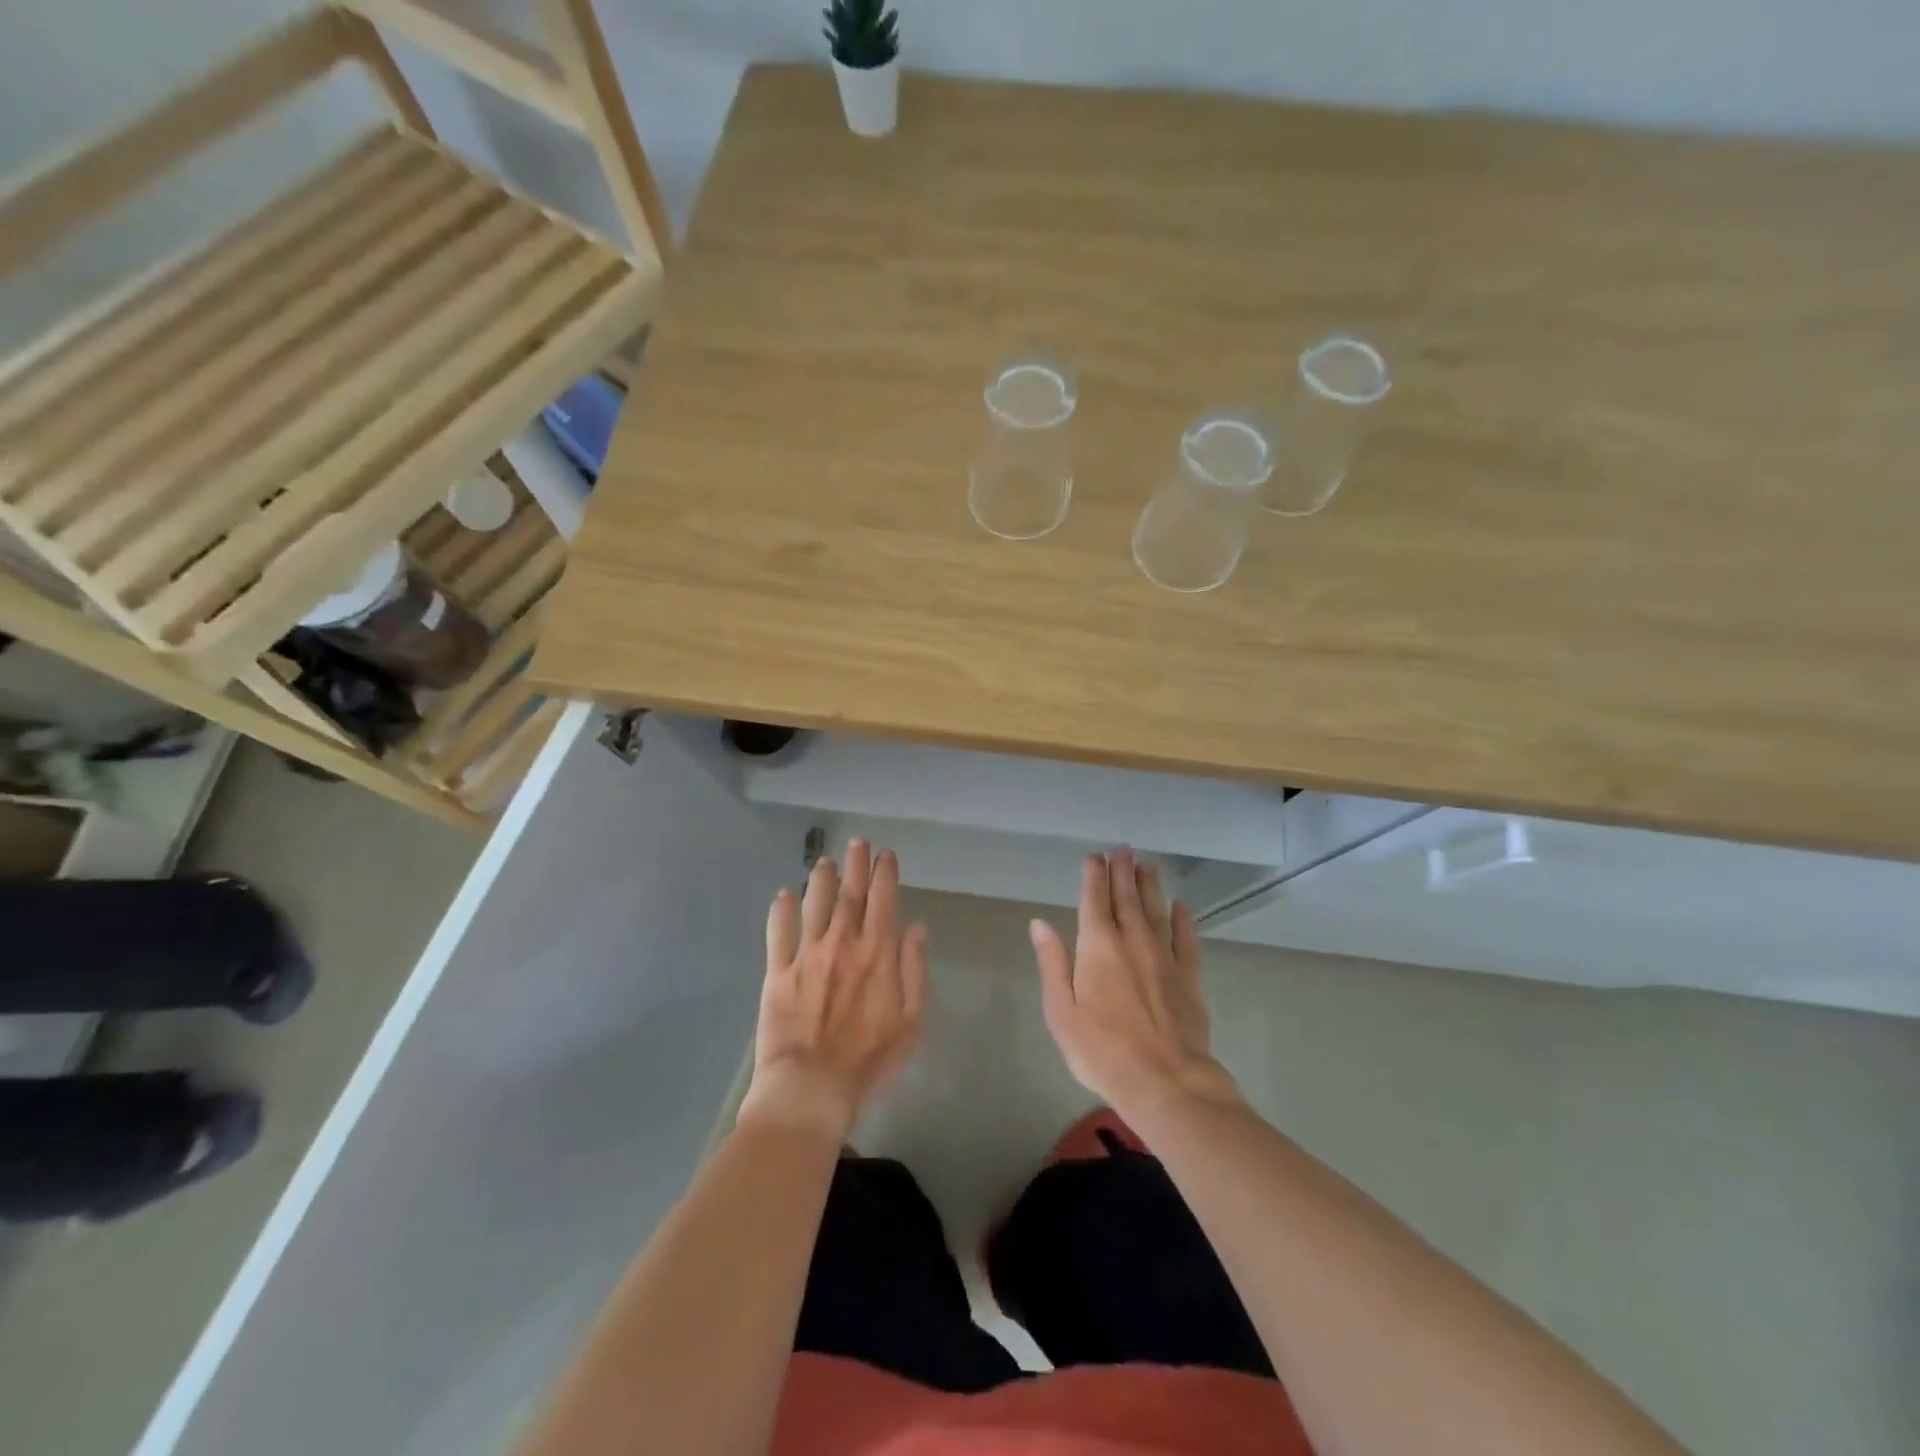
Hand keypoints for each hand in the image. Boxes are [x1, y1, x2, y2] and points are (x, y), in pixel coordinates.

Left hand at [738, 839, 927, 1141]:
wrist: (811, 1086)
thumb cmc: (869, 1059)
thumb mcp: (911, 1021)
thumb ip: (914, 970)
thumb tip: (916, 929)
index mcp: (877, 953)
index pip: (884, 901)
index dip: (885, 873)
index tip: (885, 854)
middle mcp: (842, 943)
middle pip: (850, 893)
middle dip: (855, 864)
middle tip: (856, 842)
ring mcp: (807, 954)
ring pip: (814, 903)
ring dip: (820, 879)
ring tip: (824, 862)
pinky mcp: (778, 971)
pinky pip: (778, 932)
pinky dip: (781, 910)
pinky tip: (783, 895)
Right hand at [1030, 849, 1242, 1119]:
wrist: (1166, 1082)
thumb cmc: (1102, 1050)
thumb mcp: (1062, 1011)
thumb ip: (1052, 963)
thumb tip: (1039, 923)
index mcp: (1098, 947)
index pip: (1094, 900)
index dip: (1094, 876)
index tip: (1095, 857)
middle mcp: (1132, 941)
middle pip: (1127, 898)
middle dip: (1122, 872)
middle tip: (1123, 850)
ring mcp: (1164, 957)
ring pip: (1156, 910)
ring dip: (1150, 886)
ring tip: (1147, 865)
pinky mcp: (1189, 977)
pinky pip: (1186, 939)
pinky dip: (1184, 920)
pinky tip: (1182, 906)